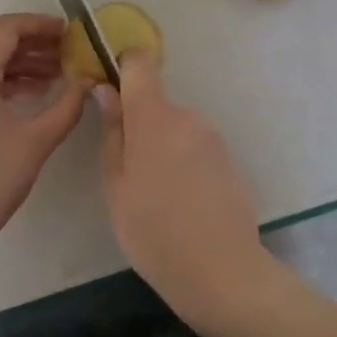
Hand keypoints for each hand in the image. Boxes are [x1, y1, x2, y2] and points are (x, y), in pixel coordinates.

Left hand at [0, 13, 86, 264]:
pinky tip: (26, 99)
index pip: (6, 29)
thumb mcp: (35, 141)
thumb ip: (67, 105)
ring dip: (16, 66)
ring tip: (55, 80)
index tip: (71, 32)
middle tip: (69, 57)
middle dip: (32, 46)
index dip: (40, 25)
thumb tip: (87, 82)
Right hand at [95, 50, 277, 332]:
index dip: (123, 66)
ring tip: (158, 197)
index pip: (140, 64)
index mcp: (153, 117)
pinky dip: (185, 165)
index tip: (110, 89)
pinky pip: (196, 149)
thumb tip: (106, 92)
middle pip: (156, 105)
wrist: (222, 272)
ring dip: (163, 149)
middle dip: (140, 127)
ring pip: (176, 129)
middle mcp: (187, 117)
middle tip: (129, 174)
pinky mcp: (230, 160)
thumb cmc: (153, 231)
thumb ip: (112, 133)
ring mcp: (213, 138)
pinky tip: (184, 205)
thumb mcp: (115, 186)